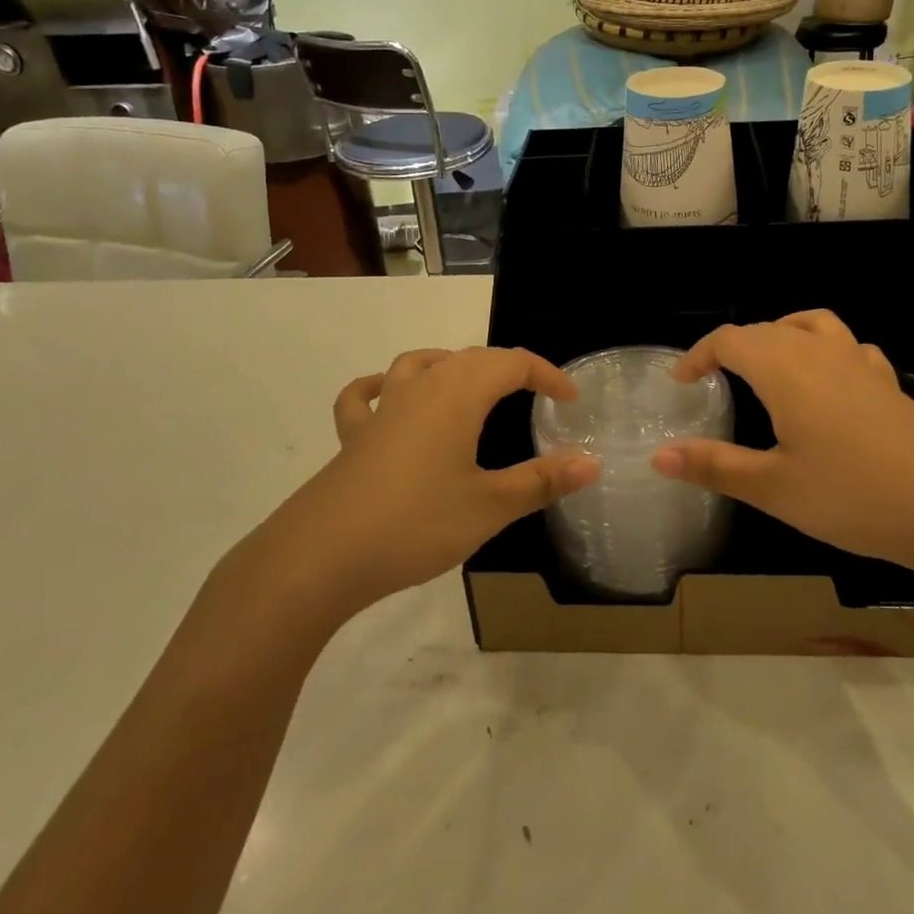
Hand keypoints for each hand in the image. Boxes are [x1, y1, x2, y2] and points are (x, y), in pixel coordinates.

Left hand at [258, 347, 599, 624]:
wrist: (322, 555)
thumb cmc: (416, 523)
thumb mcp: (490, 506)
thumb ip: (542, 481)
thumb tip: (592, 462)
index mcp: (459, 393)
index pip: (513, 363)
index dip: (547, 375)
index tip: (571, 400)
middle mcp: (421, 387)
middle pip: (471, 357)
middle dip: (509, 370)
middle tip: (535, 396)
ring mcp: (382, 408)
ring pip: (421, 364)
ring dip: (452, 366)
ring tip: (471, 386)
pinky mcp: (353, 436)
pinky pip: (365, 396)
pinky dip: (381, 388)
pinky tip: (388, 399)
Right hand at [654, 311, 913, 583]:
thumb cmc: (852, 495)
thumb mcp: (773, 487)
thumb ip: (715, 466)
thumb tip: (659, 456)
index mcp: (784, 367)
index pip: (729, 340)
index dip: (699, 355)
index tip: (682, 381)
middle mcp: (819, 351)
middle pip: (766, 329)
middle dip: (734, 348)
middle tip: (715, 380)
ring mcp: (860, 363)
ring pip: (811, 325)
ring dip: (781, 335)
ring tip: (769, 365)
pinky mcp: (888, 383)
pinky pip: (848, 347)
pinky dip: (825, 351)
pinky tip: (830, 383)